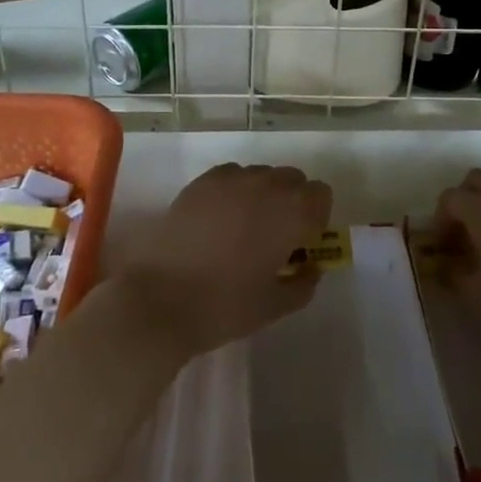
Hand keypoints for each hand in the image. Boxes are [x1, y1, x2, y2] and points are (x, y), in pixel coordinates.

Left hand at [120, 163, 331, 360]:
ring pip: (262, 175)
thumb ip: (303, 283)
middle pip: (294, 180)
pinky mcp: (201, 182)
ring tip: (244, 227)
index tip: (300, 244)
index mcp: (292, 213)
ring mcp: (231, 179)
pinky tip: (219, 220)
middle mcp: (266, 186)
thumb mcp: (275, 306)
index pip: (321, 195)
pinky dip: (234, 190)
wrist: (159, 299)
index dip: (315, 218)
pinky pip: (232, 175)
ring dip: (263, 194)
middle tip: (275, 237)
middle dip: (292, 202)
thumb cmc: (224, 306)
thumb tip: (311, 267)